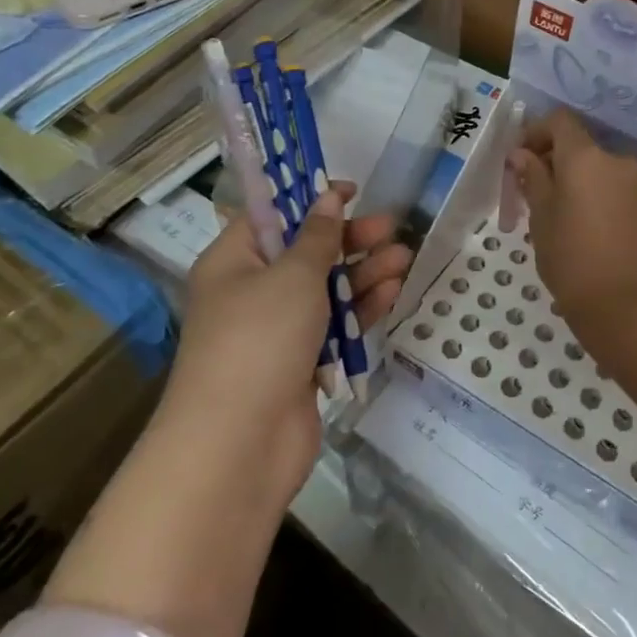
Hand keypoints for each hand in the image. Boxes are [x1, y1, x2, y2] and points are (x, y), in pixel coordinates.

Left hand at [171, 184, 411, 505]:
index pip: (271, 215)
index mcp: (233, 261)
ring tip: (404, 257)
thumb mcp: (292, 275)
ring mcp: (275, 332)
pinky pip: (332, 326)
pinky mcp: (298, 365)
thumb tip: (327, 199)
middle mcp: (250, 292)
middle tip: (390, 226)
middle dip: (348, 239)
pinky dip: (360, 309)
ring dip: (363, 273)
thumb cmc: (260, 339)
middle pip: (304, 253)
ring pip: (324, 290)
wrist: (239, 445)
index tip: (351, 191)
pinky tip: (392, 292)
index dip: (309, 200)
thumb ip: (317, 236)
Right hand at [508, 108, 636, 377]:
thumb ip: (533, 178)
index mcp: (586, 157)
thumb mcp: (540, 218)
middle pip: (579, 144)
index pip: (560, 121)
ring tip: (554, 213)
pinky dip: (593, 192)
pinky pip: (612, 185)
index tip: (519, 160)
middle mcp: (616, 160)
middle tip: (530, 191)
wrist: (625, 308)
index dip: (536, 132)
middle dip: (553, 159)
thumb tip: (522, 155)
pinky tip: (580, 225)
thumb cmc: (571, 259)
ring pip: (596, 167)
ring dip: (573, 178)